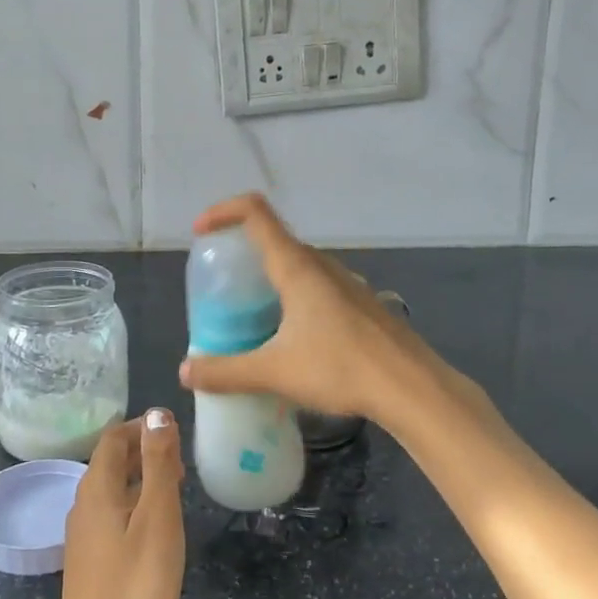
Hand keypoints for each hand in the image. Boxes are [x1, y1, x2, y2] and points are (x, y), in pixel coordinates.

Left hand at [52, 411, 185, 598]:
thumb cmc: (135, 585)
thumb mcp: (157, 517)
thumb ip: (157, 463)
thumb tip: (157, 413)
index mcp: (96, 489)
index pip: (113, 438)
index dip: (142, 426)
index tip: (175, 428)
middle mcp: (83, 507)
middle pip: (110, 463)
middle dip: (144, 451)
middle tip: (181, 458)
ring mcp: (83, 539)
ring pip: (112, 492)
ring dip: (141, 480)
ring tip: (176, 487)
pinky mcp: (91, 565)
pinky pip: (112, 517)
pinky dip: (135, 507)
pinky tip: (157, 529)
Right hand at [177, 194, 451, 427]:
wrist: (412, 387)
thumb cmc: (340, 368)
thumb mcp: (274, 372)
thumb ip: (226, 372)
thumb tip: (185, 372)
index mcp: (296, 267)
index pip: (255, 212)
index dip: (223, 211)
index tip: (201, 233)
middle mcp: (321, 265)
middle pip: (276, 240)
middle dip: (243, 255)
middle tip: (223, 289)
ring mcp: (346, 283)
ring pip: (299, 267)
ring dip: (271, 280)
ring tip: (253, 317)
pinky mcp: (362, 304)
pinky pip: (318, 287)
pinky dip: (295, 298)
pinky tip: (294, 339)